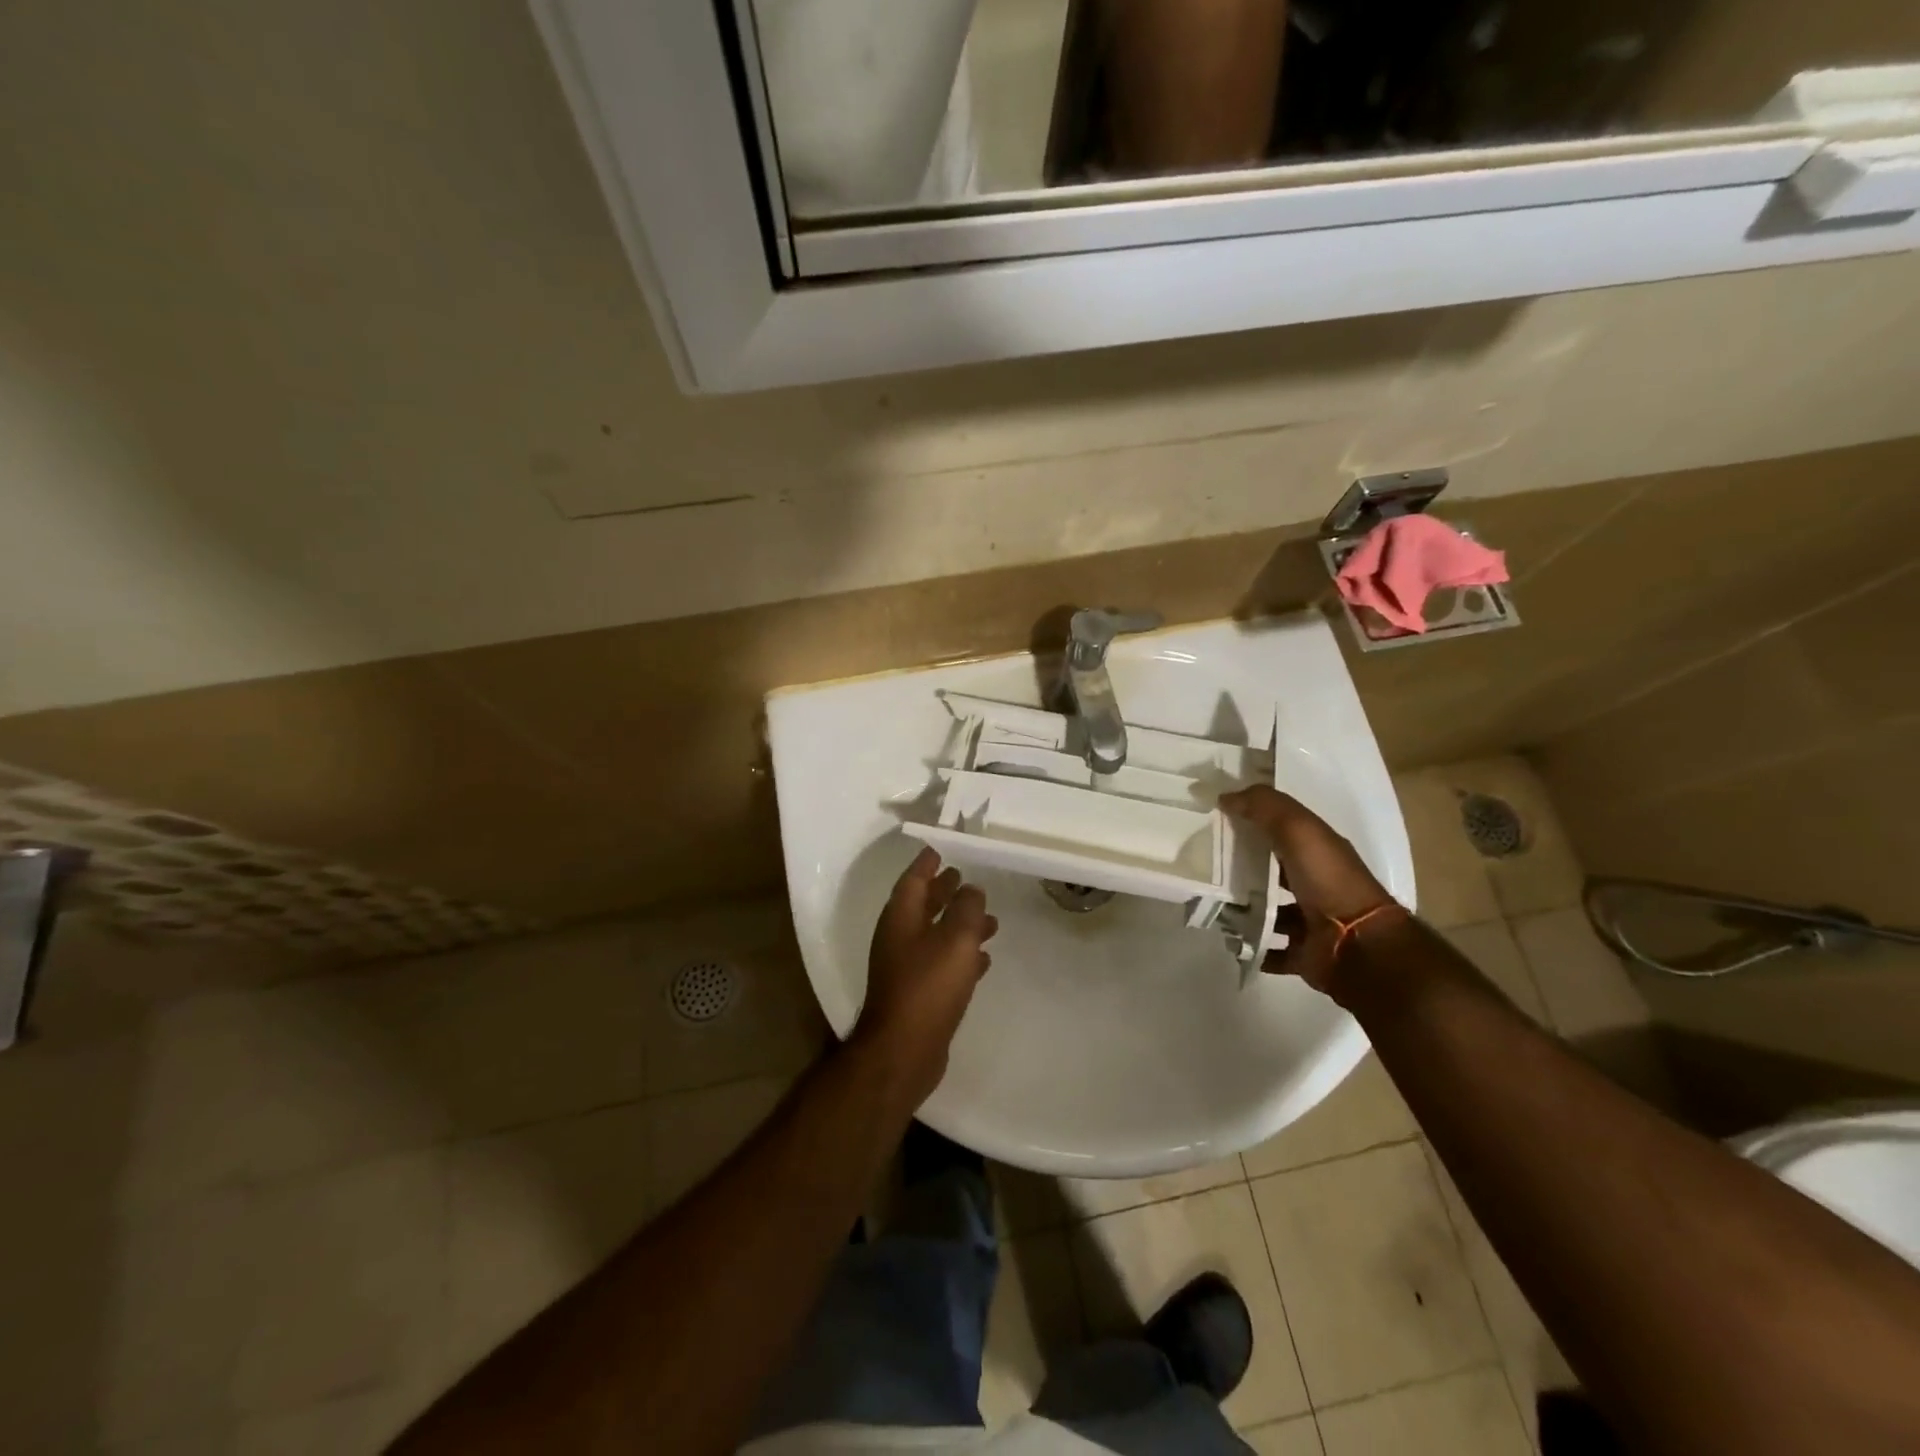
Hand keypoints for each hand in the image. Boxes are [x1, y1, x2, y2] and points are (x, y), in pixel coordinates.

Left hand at [851, 847, 997, 1106]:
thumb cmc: (928, 987)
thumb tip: (970, 889)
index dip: (929, 861)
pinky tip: (983, 959)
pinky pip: (941, 963)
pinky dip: (961, 956)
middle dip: (945, 891)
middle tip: (968, 877)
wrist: (903, 1052)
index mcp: (901, 917)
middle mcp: (899, 937)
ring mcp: (906, 967)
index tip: (946, 846)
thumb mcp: (956, 939)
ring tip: (991, 920)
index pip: (914, 878)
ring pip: (936, 934)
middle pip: (923, 904)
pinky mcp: (918, 994)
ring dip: (959, 924)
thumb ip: (966, 909)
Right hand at [1218, 785, 1400, 995]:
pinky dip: (1253, 947)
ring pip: (1271, 912)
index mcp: (1319, 852)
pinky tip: (1228, 940)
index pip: (1282, 831)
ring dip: (1245, 911)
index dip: (1253, 823)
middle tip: (1205, 869)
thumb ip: (1264, 807)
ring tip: (1212, 906)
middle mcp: (1318, 884)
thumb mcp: (1298, 829)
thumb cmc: (1329, 881)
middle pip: (1274, 873)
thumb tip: (1225, 797)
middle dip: (1244, 872)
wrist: (1360, 946)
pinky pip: (1273, 950)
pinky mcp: (1305, 954)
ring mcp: (1312, 921)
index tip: (1216, 822)